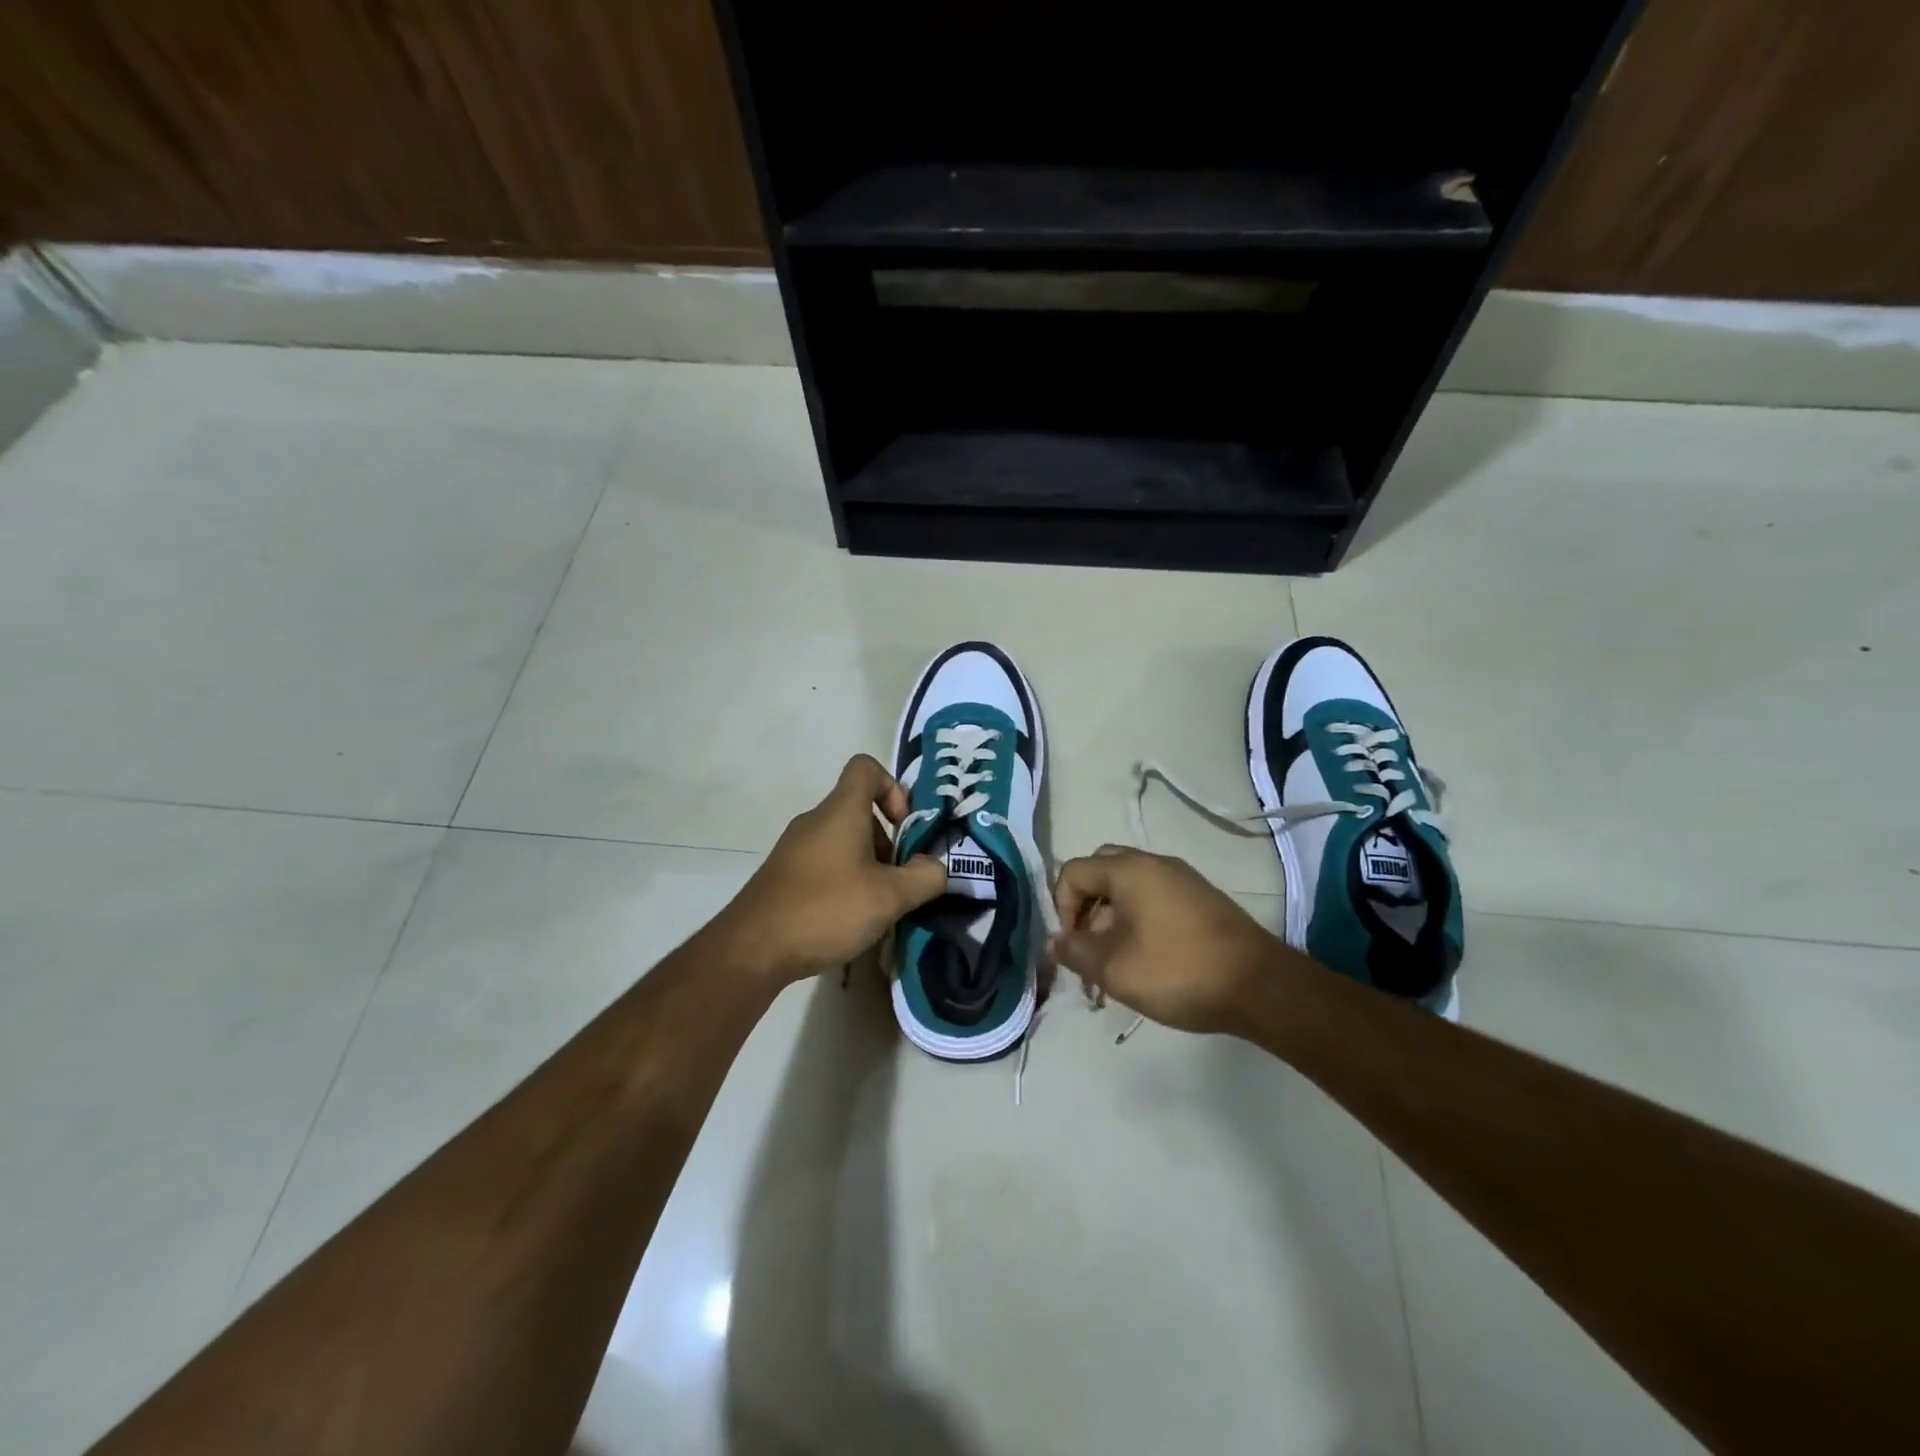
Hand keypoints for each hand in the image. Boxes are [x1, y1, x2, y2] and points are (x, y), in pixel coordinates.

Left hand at [718, 755, 946, 982]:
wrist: (752, 949)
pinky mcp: (783, 876)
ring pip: (842, 842)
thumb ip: (924, 877)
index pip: (865, 768)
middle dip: (887, 842)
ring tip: (876, 908)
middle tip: (898, 882)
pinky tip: (847, 921)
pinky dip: (843, 883)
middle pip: (859, 812)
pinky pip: (823, 865)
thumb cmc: (826, 908)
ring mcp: (795, 849)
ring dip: (867, 867)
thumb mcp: (889, 897)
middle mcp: (815, 821)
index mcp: (841, 811)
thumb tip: (936, 867)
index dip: (892, 787)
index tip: (904, 826)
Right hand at [1048, 846, 1292, 1034]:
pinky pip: (1155, 898)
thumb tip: (1054, 941)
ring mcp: (1183, 879)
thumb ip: (1075, 951)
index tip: (1072, 947)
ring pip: (1130, 887)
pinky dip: (1139, 920)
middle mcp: (1154, 863)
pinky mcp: (1202, 900)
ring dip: (1112, 919)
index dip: (1062, 908)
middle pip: (1102, 871)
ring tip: (1116, 964)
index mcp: (1129, 869)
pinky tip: (1147, 960)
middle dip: (1086, 908)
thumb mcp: (1114, 969)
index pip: (1073, 872)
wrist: (1260, 986)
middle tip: (1090, 946)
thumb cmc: (1177, 971)